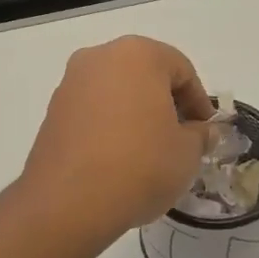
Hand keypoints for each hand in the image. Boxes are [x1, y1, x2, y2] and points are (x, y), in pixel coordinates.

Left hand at [21, 36, 214, 245]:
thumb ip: (200, 135)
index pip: (181, 69)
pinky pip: (93, 112)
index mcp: (137, 55)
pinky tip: (119, 158)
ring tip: (150, 152)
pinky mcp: (52, 112)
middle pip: (145, 75)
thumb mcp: (187, 153)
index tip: (206, 132)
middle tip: (181, 138)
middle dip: (166, 103)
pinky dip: (110, 126)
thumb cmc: (140, 166)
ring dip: (136, 114)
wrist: (69, 202)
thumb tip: (201, 131)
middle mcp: (99, 58)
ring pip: (116, 92)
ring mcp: (70, 84)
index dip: (199, 102)